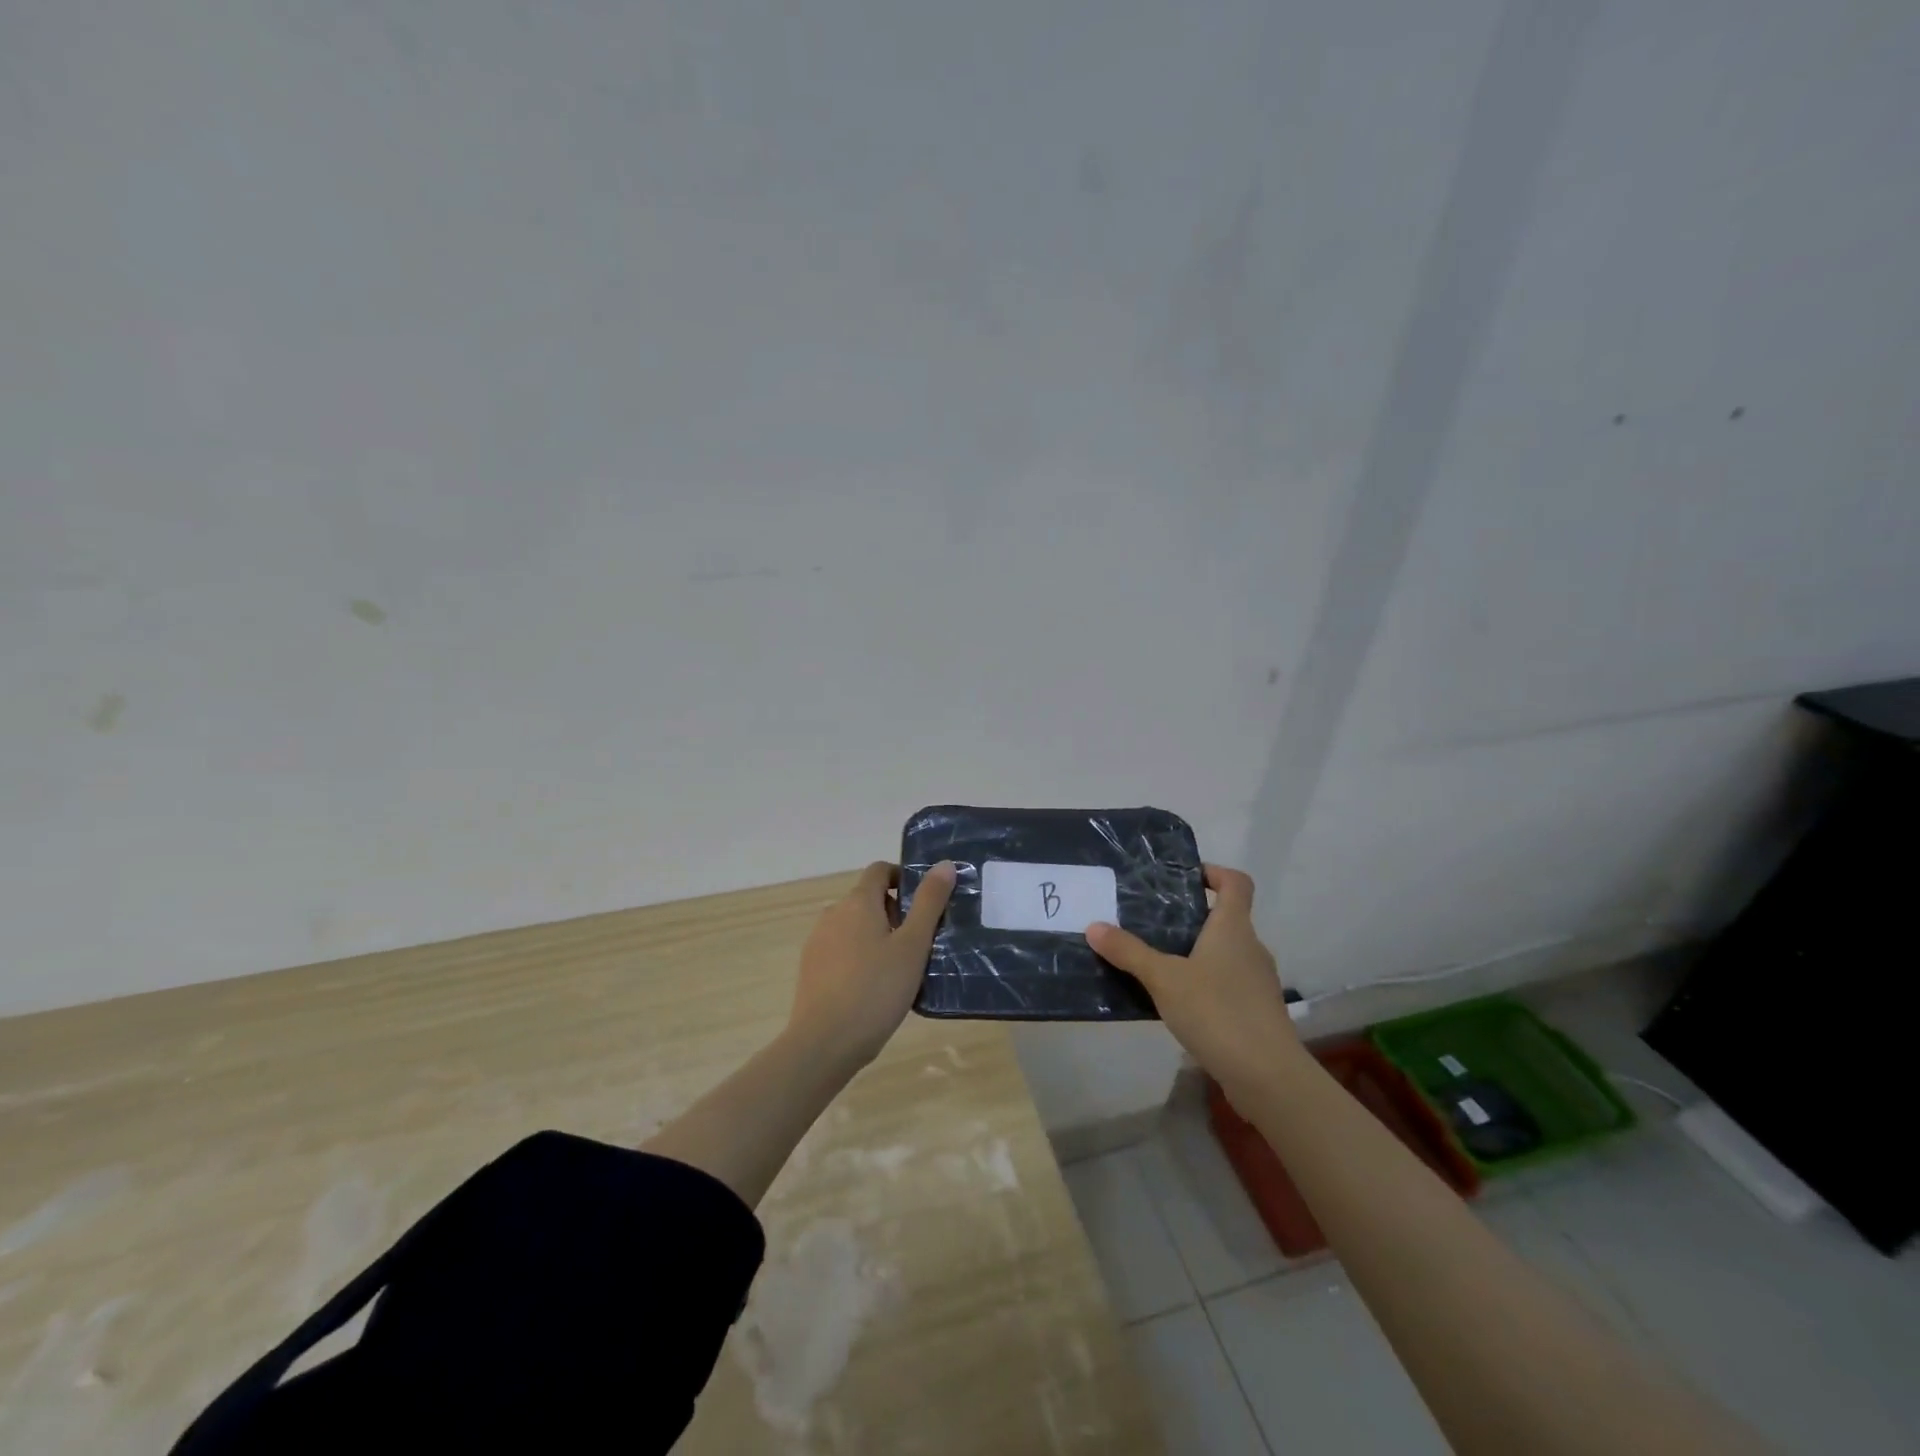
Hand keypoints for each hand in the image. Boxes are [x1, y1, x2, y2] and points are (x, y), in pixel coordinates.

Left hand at [789, 860, 956, 1068]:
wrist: (824, 1043)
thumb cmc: (876, 989)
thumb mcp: (913, 945)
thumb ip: (929, 902)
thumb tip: (944, 864)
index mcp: (858, 902)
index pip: (880, 870)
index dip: (904, 878)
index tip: (924, 903)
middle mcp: (833, 913)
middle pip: (868, 898)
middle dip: (895, 912)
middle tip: (919, 943)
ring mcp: (818, 941)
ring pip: (855, 926)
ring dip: (878, 936)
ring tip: (900, 969)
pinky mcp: (811, 968)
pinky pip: (842, 949)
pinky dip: (860, 956)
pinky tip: (874, 988)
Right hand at [1087, 864, 1298, 1092]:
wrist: (1267, 1076)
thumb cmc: (1217, 1012)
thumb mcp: (1164, 979)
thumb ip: (1129, 952)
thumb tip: (1094, 926)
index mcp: (1233, 928)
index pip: (1236, 883)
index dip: (1213, 873)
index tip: (1183, 878)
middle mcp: (1251, 948)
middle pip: (1226, 919)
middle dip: (1191, 918)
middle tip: (1151, 923)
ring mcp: (1257, 982)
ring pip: (1225, 954)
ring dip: (1195, 954)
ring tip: (1157, 964)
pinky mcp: (1256, 1012)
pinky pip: (1227, 984)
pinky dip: (1204, 985)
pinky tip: (1177, 1003)